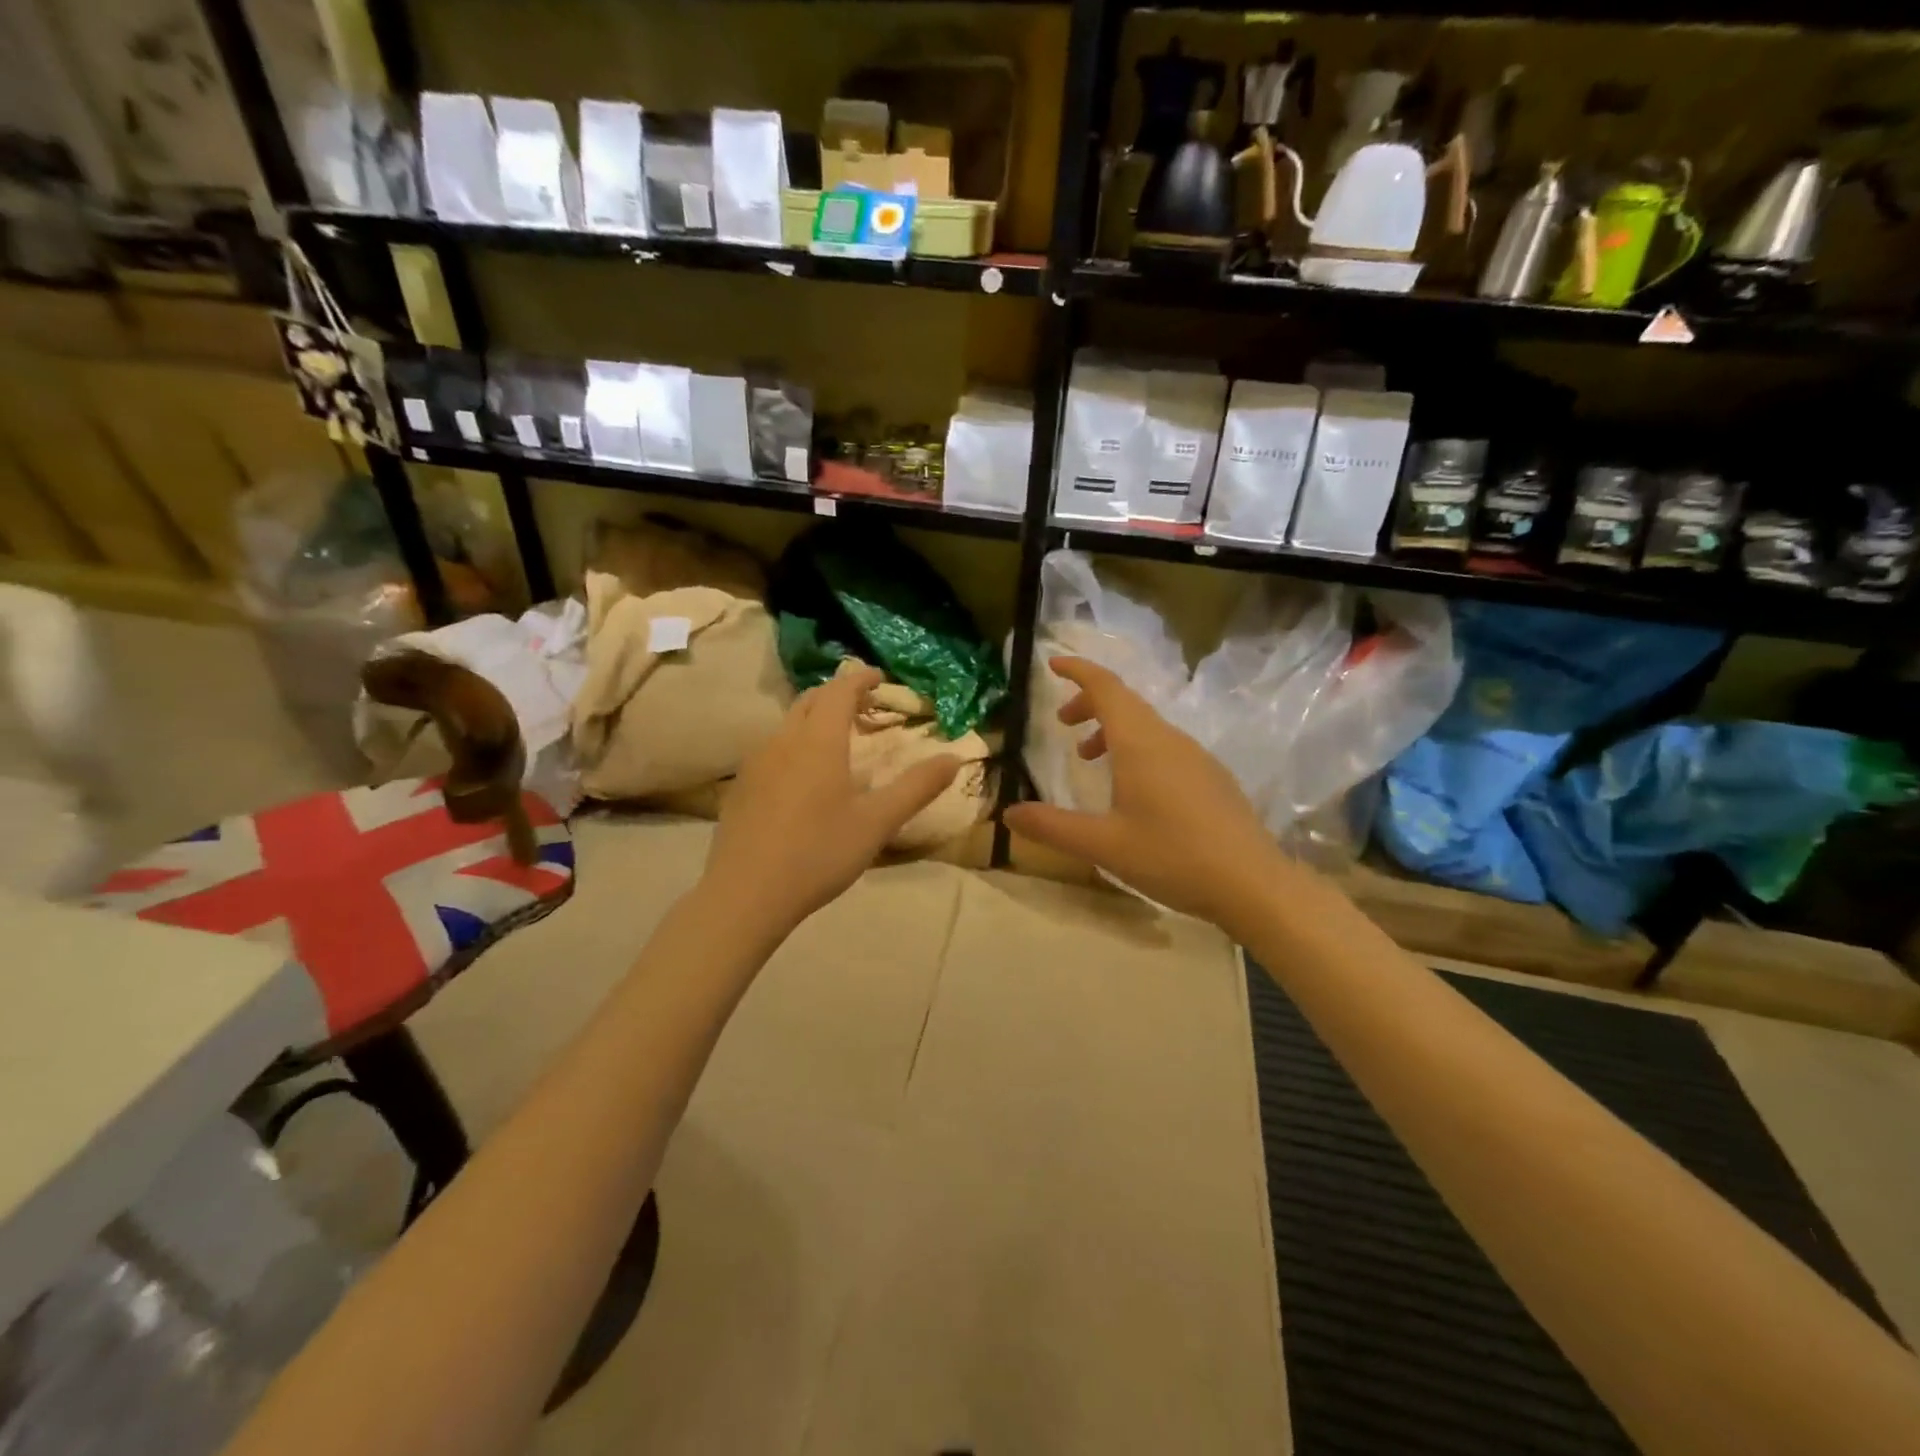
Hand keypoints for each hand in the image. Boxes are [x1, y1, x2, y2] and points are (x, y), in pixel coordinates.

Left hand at [702, 666, 959, 940]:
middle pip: (810, 700)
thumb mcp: (877, 823)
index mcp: (818, 741)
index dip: (860, 679)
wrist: (746, 894)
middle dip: (837, 694)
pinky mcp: (741, 786)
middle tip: (863, 705)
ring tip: (836, 737)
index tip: (879, 676)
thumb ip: (917, 787)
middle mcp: (783, 740)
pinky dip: (795, 743)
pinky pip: (772, 748)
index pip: (840, 691)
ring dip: (814, 718)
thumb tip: (954, 758)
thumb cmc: (819, 853)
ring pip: (788, 723)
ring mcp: (756, 763)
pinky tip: (802, 775)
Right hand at [1002, 657, 1288, 929]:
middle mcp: (1169, 739)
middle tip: (1063, 723)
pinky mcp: (1211, 777)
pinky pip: (1165, 745)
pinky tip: (1133, 789)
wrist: (1253, 883)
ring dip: (1113, 729)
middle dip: (1090, 703)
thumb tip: (1009, 813)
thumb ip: (1052, 826)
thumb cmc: (1172, 857)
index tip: (1053, 664)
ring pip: (1147, 726)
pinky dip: (1137, 748)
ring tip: (1089, 758)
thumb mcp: (1103, 845)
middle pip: (1125, 703)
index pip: (1106, 688)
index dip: (1078, 671)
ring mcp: (1196, 757)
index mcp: (1141, 744)